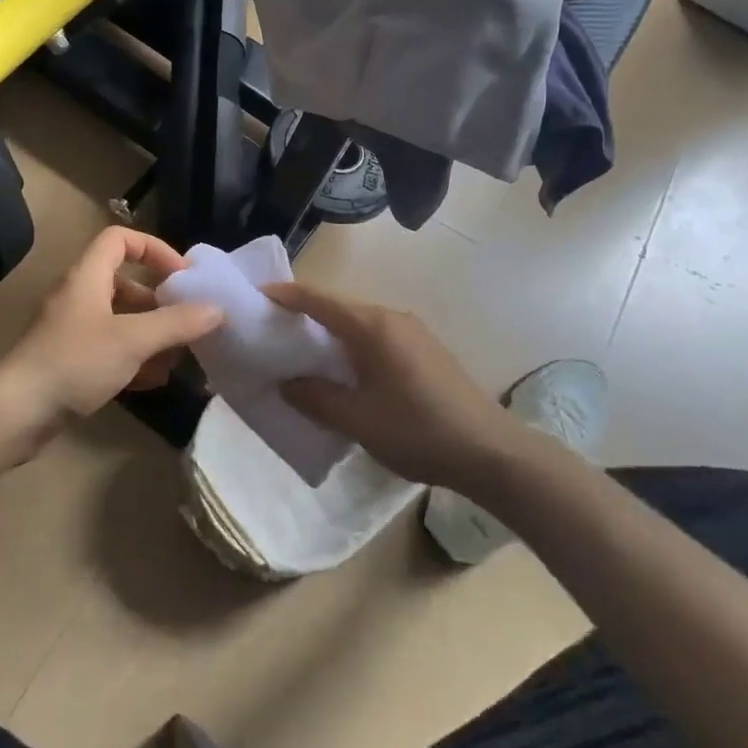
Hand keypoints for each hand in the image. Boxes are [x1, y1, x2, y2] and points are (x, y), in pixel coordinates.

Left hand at [3, 227, 222, 418]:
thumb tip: (217, 309)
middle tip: (185, 324)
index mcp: (87, 276)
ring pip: (119, 319)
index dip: (154, 248)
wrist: (17, 413)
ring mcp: (70, 329)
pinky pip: (108, 348)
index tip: (182, 274)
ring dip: (149, 335)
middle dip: (158, 303)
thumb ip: (177, 323)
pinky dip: (132, 358)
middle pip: (124, 283)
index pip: (120, 239)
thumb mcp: (133, 340)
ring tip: (176, 359)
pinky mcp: (67, 359)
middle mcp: (77, 295)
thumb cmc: (75, 362)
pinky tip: (152, 382)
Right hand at [264, 281, 510, 490]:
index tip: (255, 296)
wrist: (491, 452)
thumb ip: (315, 398)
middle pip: (337, 308)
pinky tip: (342, 372)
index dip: (285, 295)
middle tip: (271, 332)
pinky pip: (375, 338)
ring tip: (300, 354)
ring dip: (328, 334)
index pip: (318, 299)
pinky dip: (350, 346)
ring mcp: (412, 333)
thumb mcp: (358, 420)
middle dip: (303, 315)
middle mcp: (392, 318)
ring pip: (357, 324)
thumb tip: (286, 383)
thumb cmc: (419, 431)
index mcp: (373, 327)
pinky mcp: (424, 350)